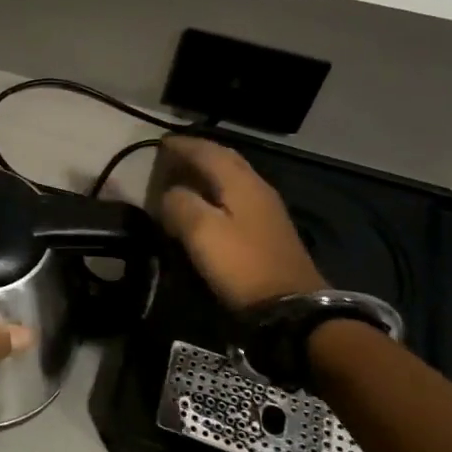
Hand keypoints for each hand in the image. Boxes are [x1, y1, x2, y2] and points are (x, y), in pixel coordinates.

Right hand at [157, 137, 326, 308]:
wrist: (293, 308)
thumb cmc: (242, 265)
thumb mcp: (201, 232)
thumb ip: (180, 204)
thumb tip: (170, 193)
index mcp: (240, 182)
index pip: (208, 151)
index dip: (182, 145)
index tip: (159, 143)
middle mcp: (256, 188)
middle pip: (225, 160)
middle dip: (198, 153)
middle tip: (172, 155)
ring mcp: (266, 210)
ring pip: (232, 178)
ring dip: (208, 172)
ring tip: (184, 176)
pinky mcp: (267, 231)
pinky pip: (236, 196)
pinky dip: (216, 191)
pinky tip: (206, 203)